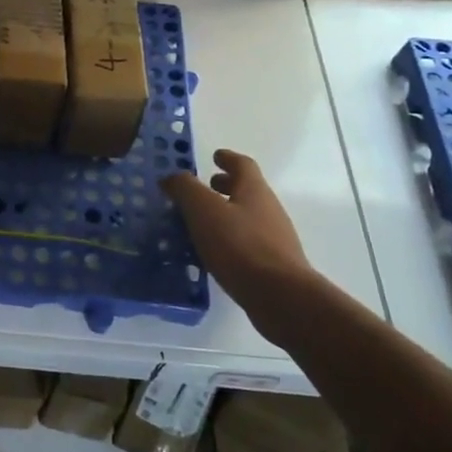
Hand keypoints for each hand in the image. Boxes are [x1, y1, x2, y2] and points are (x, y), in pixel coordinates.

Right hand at [163, 149, 316, 341]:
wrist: (279, 296)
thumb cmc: (239, 245)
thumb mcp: (203, 210)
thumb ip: (185, 188)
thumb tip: (171, 177)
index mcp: (254, 190)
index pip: (242, 164)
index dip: (227, 158)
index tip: (214, 156)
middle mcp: (268, 209)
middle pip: (247, 190)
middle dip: (226, 185)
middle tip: (204, 187)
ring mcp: (274, 238)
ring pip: (247, 216)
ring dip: (226, 213)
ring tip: (201, 221)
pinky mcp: (273, 264)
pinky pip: (247, 241)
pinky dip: (230, 238)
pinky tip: (213, 251)